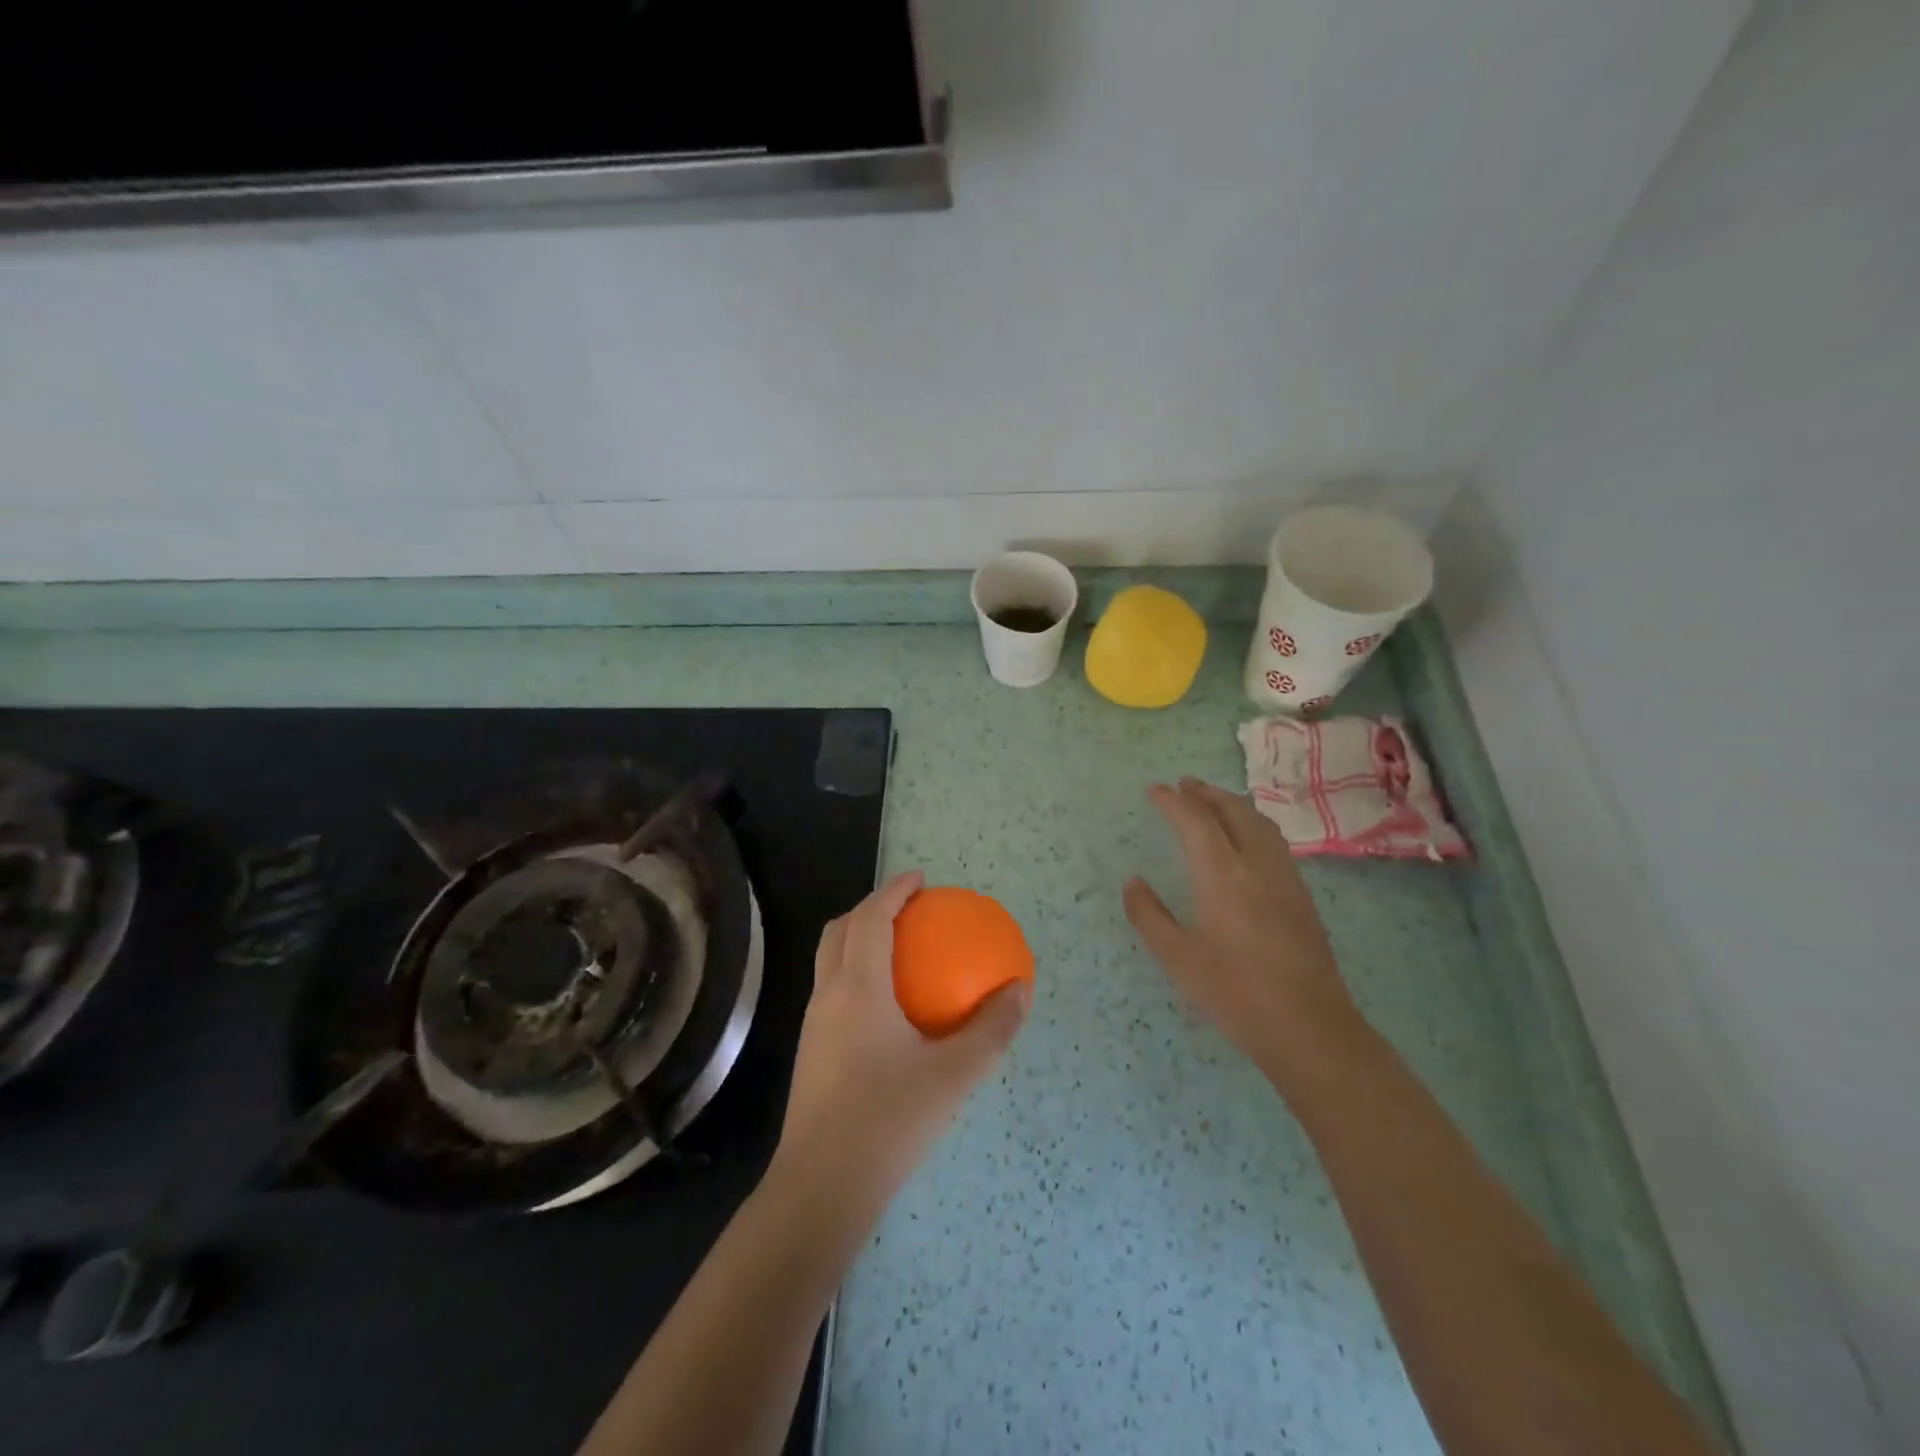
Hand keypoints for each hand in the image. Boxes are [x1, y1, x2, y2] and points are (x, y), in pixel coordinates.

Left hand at [774, 872, 1030, 1212]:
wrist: (821, 1187)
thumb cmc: (888, 1122)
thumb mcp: (953, 1076)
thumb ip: (991, 1030)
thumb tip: (1020, 990)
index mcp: (858, 987)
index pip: (871, 918)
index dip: (893, 891)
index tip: (921, 880)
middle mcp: (828, 995)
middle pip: (840, 930)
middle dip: (870, 907)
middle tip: (909, 908)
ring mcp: (813, 1024)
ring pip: (830, 959)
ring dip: (858, 938)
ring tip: (899, 947)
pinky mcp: (811, 1050)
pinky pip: (832, 989)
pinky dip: (856, 971)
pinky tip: (888, 1005)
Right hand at [1124, 778, 1360, 1090]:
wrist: (1309, 1027)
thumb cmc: (1235, 993)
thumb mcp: (1178, 958)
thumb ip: (1149, 915)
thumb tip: (1133, 882)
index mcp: (1222, 875)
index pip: (1195, 821)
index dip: (1173, 801)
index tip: (1155, 790)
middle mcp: (1257, 865)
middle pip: (1233, 811)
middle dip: (1206, 793)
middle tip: (1184, 785)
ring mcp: (1285, 879)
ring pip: (1259, 824)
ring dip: (1233, 805)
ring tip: (1213, 803)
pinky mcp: (1302, 897)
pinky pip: (1274, 842)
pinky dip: (1253, 825)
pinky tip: (1246, 842)